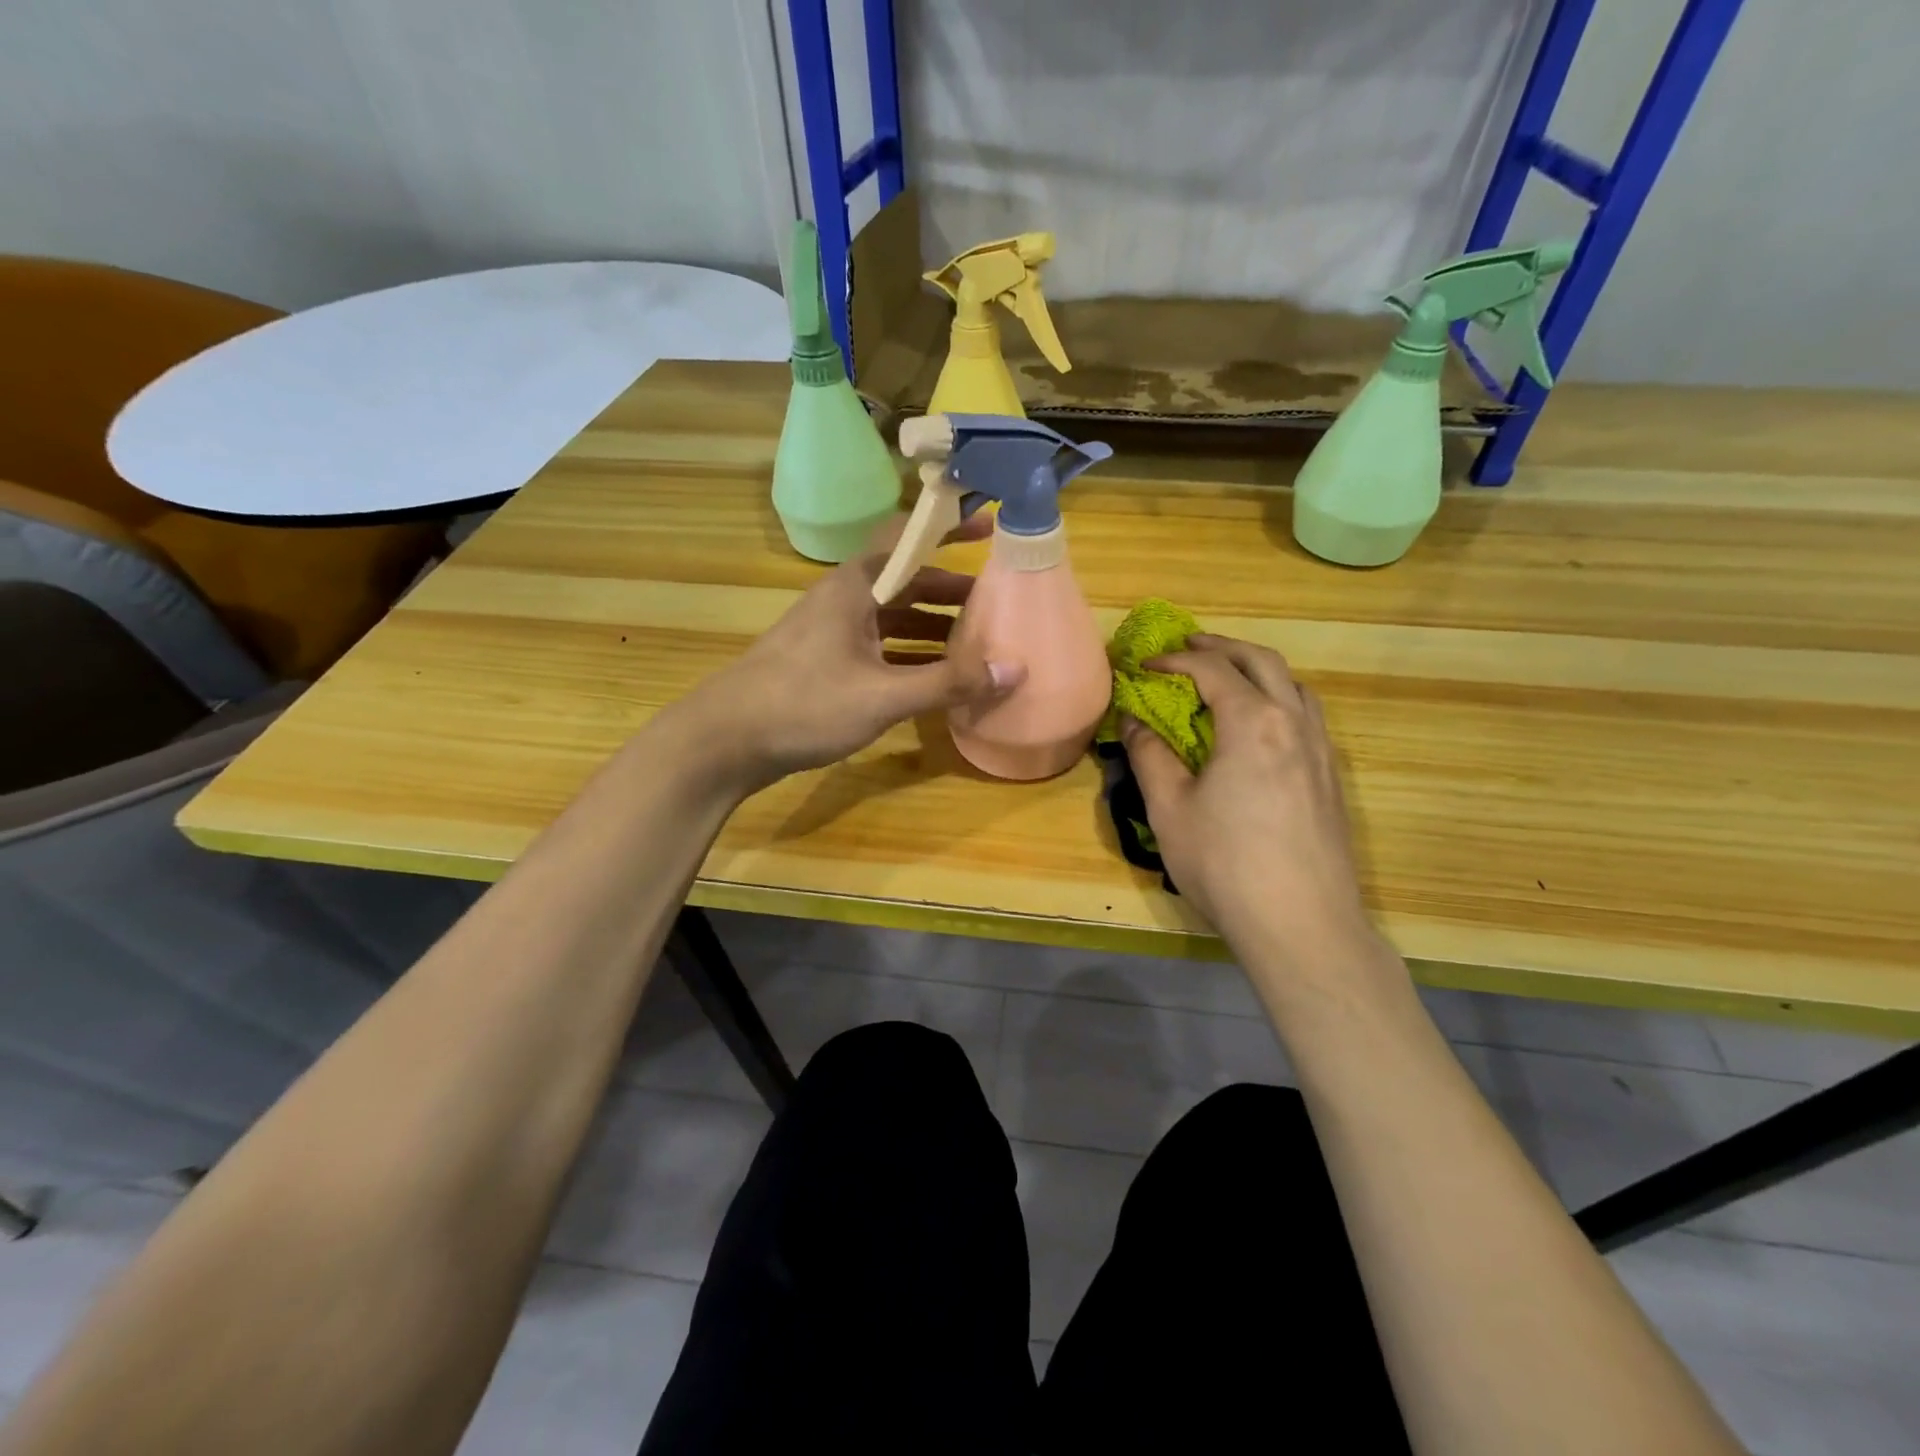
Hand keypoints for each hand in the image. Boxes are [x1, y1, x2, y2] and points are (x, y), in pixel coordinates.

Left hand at [671, 532, 1023, 790]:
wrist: (725, 741)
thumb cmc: (804, 704)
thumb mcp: (882, 696)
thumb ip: (947, 683)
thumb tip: (1014, 669)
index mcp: (855, 587)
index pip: (908, 537)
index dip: (949, 528)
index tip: (990, 526)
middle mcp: (844, 600)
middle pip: (906, 582)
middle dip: (951, 591)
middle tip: (997, 603)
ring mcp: (832, 633)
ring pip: (893, 618)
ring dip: (933, 627)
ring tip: (977, 643)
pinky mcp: (826, 664)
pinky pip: (880, 647)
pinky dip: (910, 655)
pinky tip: (934, 679)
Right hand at [1120, 634, 1370, 959]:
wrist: (1302, 924)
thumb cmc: (1225, 864)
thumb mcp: (1170, 809)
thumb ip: (1150, 756)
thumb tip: (1135, 723)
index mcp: (1253, 723)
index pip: (1212, 670)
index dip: (1175, 660)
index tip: (1145, 665)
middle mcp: (1294, 724)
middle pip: (1263, 662)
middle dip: (1222, 647)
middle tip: (1189, 646)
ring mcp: (1322, 751)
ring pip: (1294, 686)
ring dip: (1257, 670)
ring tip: (1227, 679)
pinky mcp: (1332, 779)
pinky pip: (1307, 716)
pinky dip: (1279, 699)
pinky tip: (1261, 728)